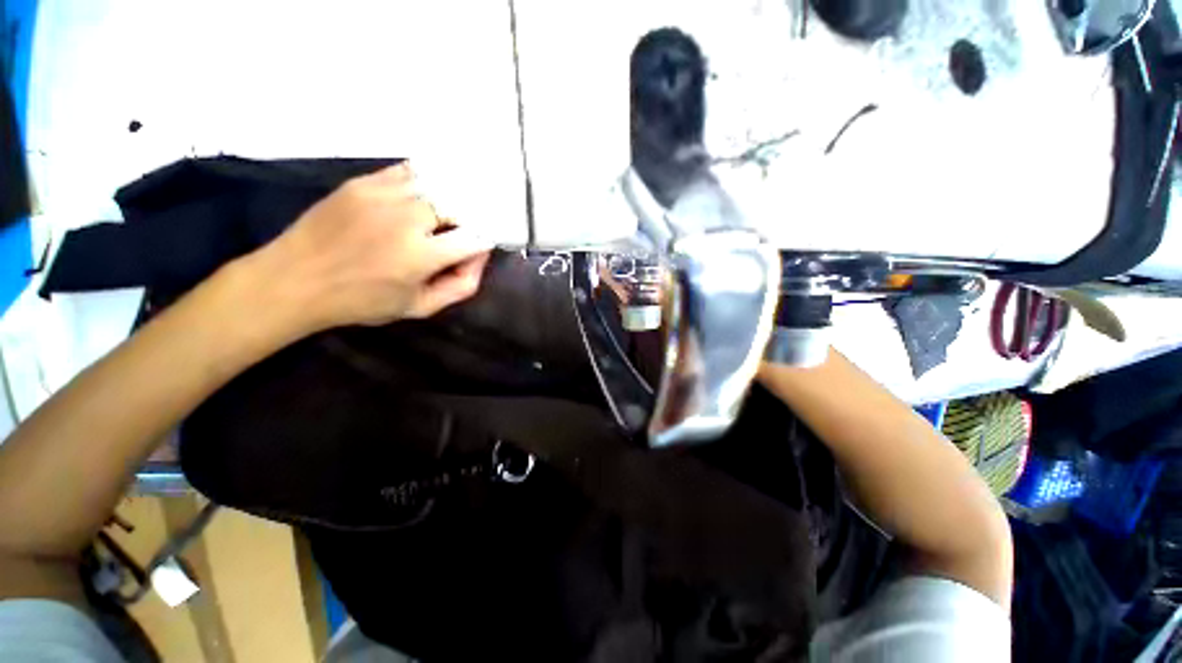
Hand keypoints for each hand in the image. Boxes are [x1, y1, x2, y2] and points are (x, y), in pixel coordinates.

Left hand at [248, 163, 492, 335]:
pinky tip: (423, 197)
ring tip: (442, 215)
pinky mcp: (363, 182)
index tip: (474, 251)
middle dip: (467, 221)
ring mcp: (383, 194)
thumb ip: (461, 286)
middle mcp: (407, 218)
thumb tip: (479, 255)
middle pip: (460, 205)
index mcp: (421, 255)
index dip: (484, 243)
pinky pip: (409, 172)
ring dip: (449, 200)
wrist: (293, 280)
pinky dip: (425, 183)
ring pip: (438, 184)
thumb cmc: (361, 302)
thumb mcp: (420, 308)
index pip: (476, 237)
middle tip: (458, 234)